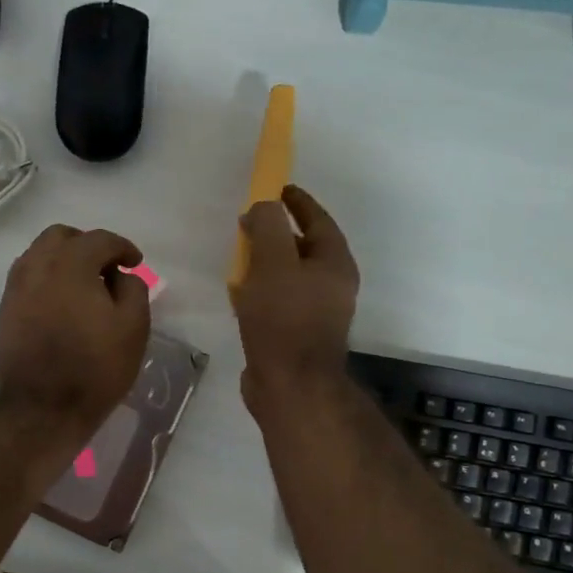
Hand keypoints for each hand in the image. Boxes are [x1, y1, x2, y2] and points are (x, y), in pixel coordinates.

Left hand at [0, 225, 150, 433]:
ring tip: (83, 284)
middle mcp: (37, 266)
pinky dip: (46, 277)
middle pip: (61, 236)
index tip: (135, 262)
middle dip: (87, 245)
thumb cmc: (95, 367)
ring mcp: (15, 288)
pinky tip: (61, 301)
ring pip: (39, 254)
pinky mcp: (5, 310)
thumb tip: (119, 275)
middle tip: (106, 268)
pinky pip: (27, 277)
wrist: (43, 408)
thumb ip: (133, 288)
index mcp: (70, 264)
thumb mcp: (133, 327)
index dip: (122, 247)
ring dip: (63, 259)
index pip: (99, 240)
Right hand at [232, 184, 359, 417]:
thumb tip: (262, 208)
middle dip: (277, 233)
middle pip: (303, 248)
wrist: (289, 385)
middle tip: (249, 223)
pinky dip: (259, 290)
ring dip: (265, 263)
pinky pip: (276, 301)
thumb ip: (268, 226)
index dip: (297, 202)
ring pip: (288, 276)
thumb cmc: (284, 319)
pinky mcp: (294, 334)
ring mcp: (314, 313)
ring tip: (240, 256)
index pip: (318, 221)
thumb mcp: (273, 262)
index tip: (276, 187)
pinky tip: (238, 294)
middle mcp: (330, 286)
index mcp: (334, 264)